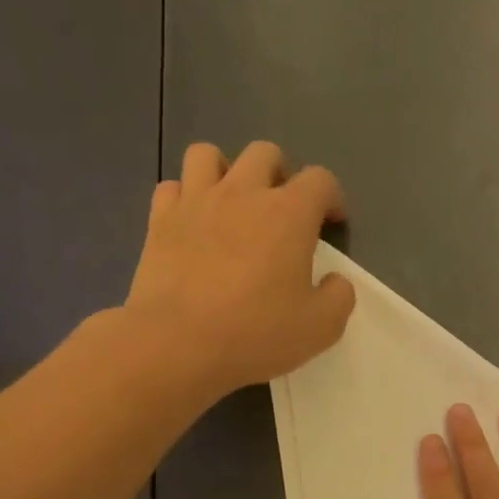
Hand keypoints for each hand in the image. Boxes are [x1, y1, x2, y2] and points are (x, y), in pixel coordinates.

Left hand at [126, 141, 355, 396]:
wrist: (177, 344)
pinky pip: (172, 187)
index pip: (320, 179)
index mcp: (289, 214)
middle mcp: (243, 193)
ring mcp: (196, 202)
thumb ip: (339, 297)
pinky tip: (194, 224)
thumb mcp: (321, 328)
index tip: (331, 223)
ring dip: (226, 172)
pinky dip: (186, 198)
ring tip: (232, 205)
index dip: (331, 197)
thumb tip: (335, 281)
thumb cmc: (256, 334)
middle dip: (280, 174)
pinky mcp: (160, 220)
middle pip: (265, 153)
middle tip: (282, 212)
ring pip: (208, 155)